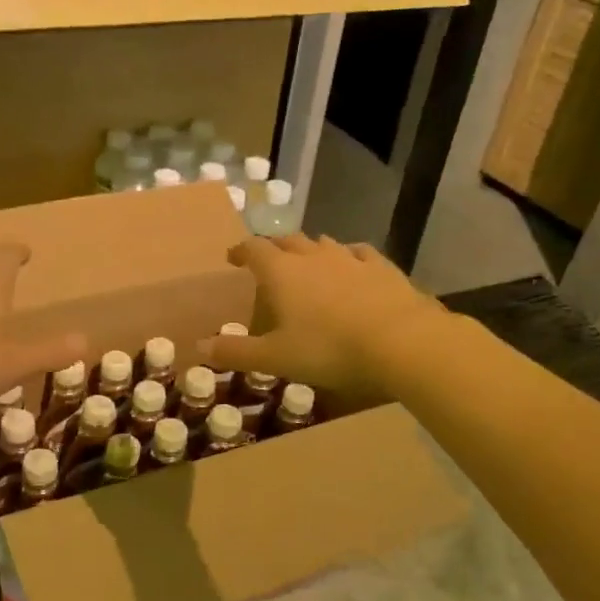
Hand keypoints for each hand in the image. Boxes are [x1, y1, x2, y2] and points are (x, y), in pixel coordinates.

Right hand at [201, 235, 450, 397]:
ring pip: (323, 243)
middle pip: (287, 241)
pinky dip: (347, 256)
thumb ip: (236, 351)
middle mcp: (313, 256)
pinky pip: (359, 253)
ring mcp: (350, 258)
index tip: (233, 257)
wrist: (400, 341)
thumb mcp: (275, 358)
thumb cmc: (328, 350)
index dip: (241, 250)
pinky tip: (352, 264)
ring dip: (309, 249)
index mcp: (281, 273)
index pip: (254, 249)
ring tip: (306, 261)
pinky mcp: (382, 268)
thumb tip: (199, 346)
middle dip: (274, 248)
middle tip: (267, 260)